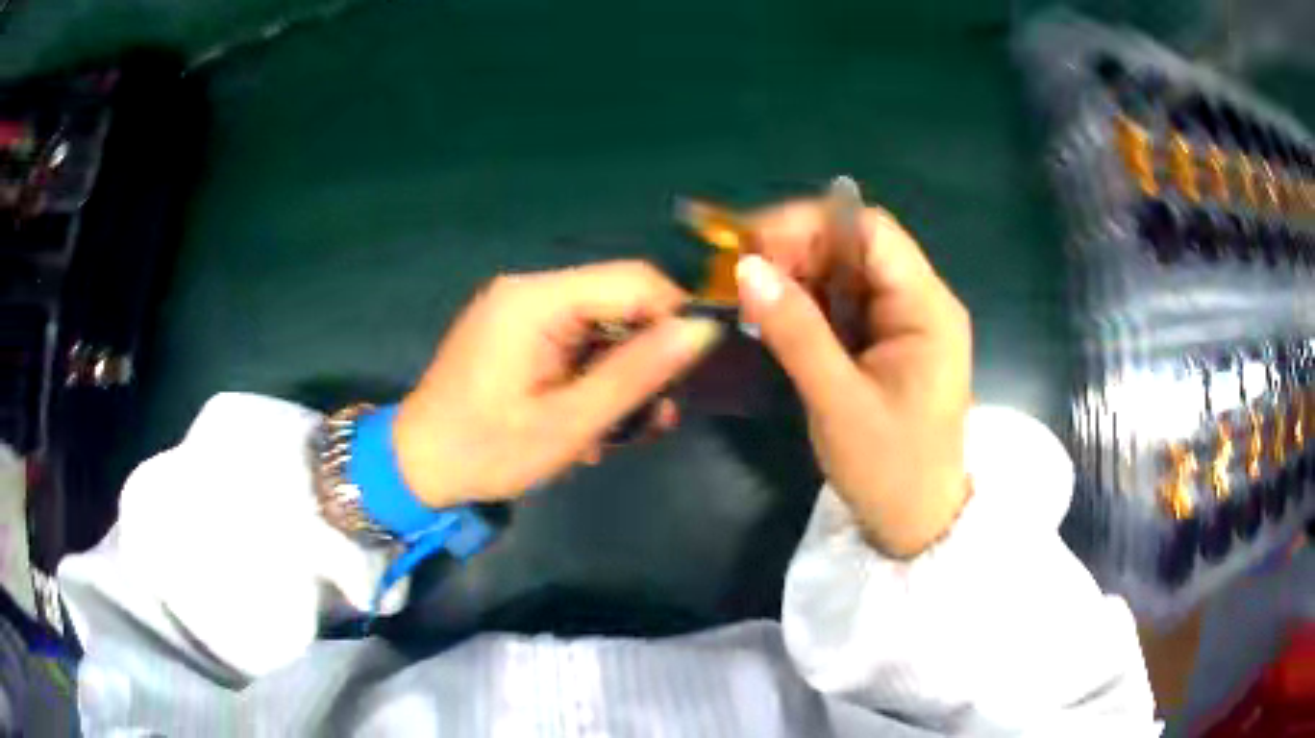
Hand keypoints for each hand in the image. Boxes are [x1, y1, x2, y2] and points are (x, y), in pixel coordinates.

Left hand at [393, 261, 722, 508]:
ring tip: (620, 431)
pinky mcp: (516, 331)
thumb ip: (636, 373)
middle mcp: (529, 290)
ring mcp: (520, 310)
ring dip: (620, 375)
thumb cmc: (486, 450)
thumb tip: (701, 331)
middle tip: (654, 416)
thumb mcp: (569, 423)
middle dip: (645, 357)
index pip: (634, 280)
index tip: (692, 372)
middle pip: (619, 301)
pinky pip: (575, 340)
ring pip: (602, 325)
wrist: (416, 466)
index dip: (674, 317)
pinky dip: (592, 377)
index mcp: (537, 300)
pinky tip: (589, 420)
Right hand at [737, 197, 972, 557]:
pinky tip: (776, 320)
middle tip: (742, 278)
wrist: (917, 523)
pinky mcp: (888, 342)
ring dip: (797, 278)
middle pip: (855, 245)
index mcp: (926, 307)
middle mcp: (920, 302)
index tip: (752, 246)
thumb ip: (795, 331)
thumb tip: (746, 267)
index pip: (870, 231)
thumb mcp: (838, 402)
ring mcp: (905, 321)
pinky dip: (807, 305)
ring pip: (845, 273)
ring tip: (751, 300)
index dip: (810, 224)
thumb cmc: (890, 470)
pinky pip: (844, 304)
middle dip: (796, 251)